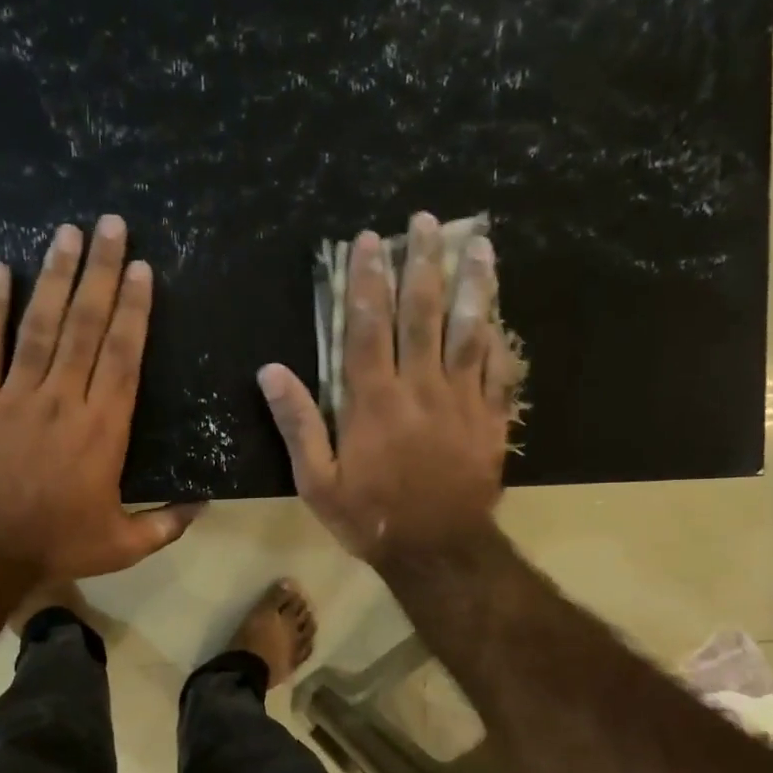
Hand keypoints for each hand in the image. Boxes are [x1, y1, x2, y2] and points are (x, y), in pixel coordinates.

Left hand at [0, 216, 200, 578]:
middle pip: (84, 326)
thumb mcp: (124, 545)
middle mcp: (63, 400)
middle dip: (101, 273)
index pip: (122, 356)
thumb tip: (206, 504)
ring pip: (38, 326)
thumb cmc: (57, 544)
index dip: (134, 311)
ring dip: (54, 276)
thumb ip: (167, 523)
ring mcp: (15, 396)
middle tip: (110, 225)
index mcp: (103, 429)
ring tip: (66, 232)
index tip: (141, 269)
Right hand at [257, 212, 517, 567]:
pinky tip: (501, 310)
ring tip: (478, 242)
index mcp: (374, 400)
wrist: (438, 551)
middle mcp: (420, 387)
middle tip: (425, 221)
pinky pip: (500, 369)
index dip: (366, 280)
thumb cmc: (371, 518)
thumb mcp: (317, 481)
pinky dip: (501, 337)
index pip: (368, 325)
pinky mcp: (491, 418)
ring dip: (472, 283)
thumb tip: (271, 371)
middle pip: (423, 313)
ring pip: (470, 329)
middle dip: (422, 262)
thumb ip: (298, 423)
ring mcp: (462, 400)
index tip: (367, 241)